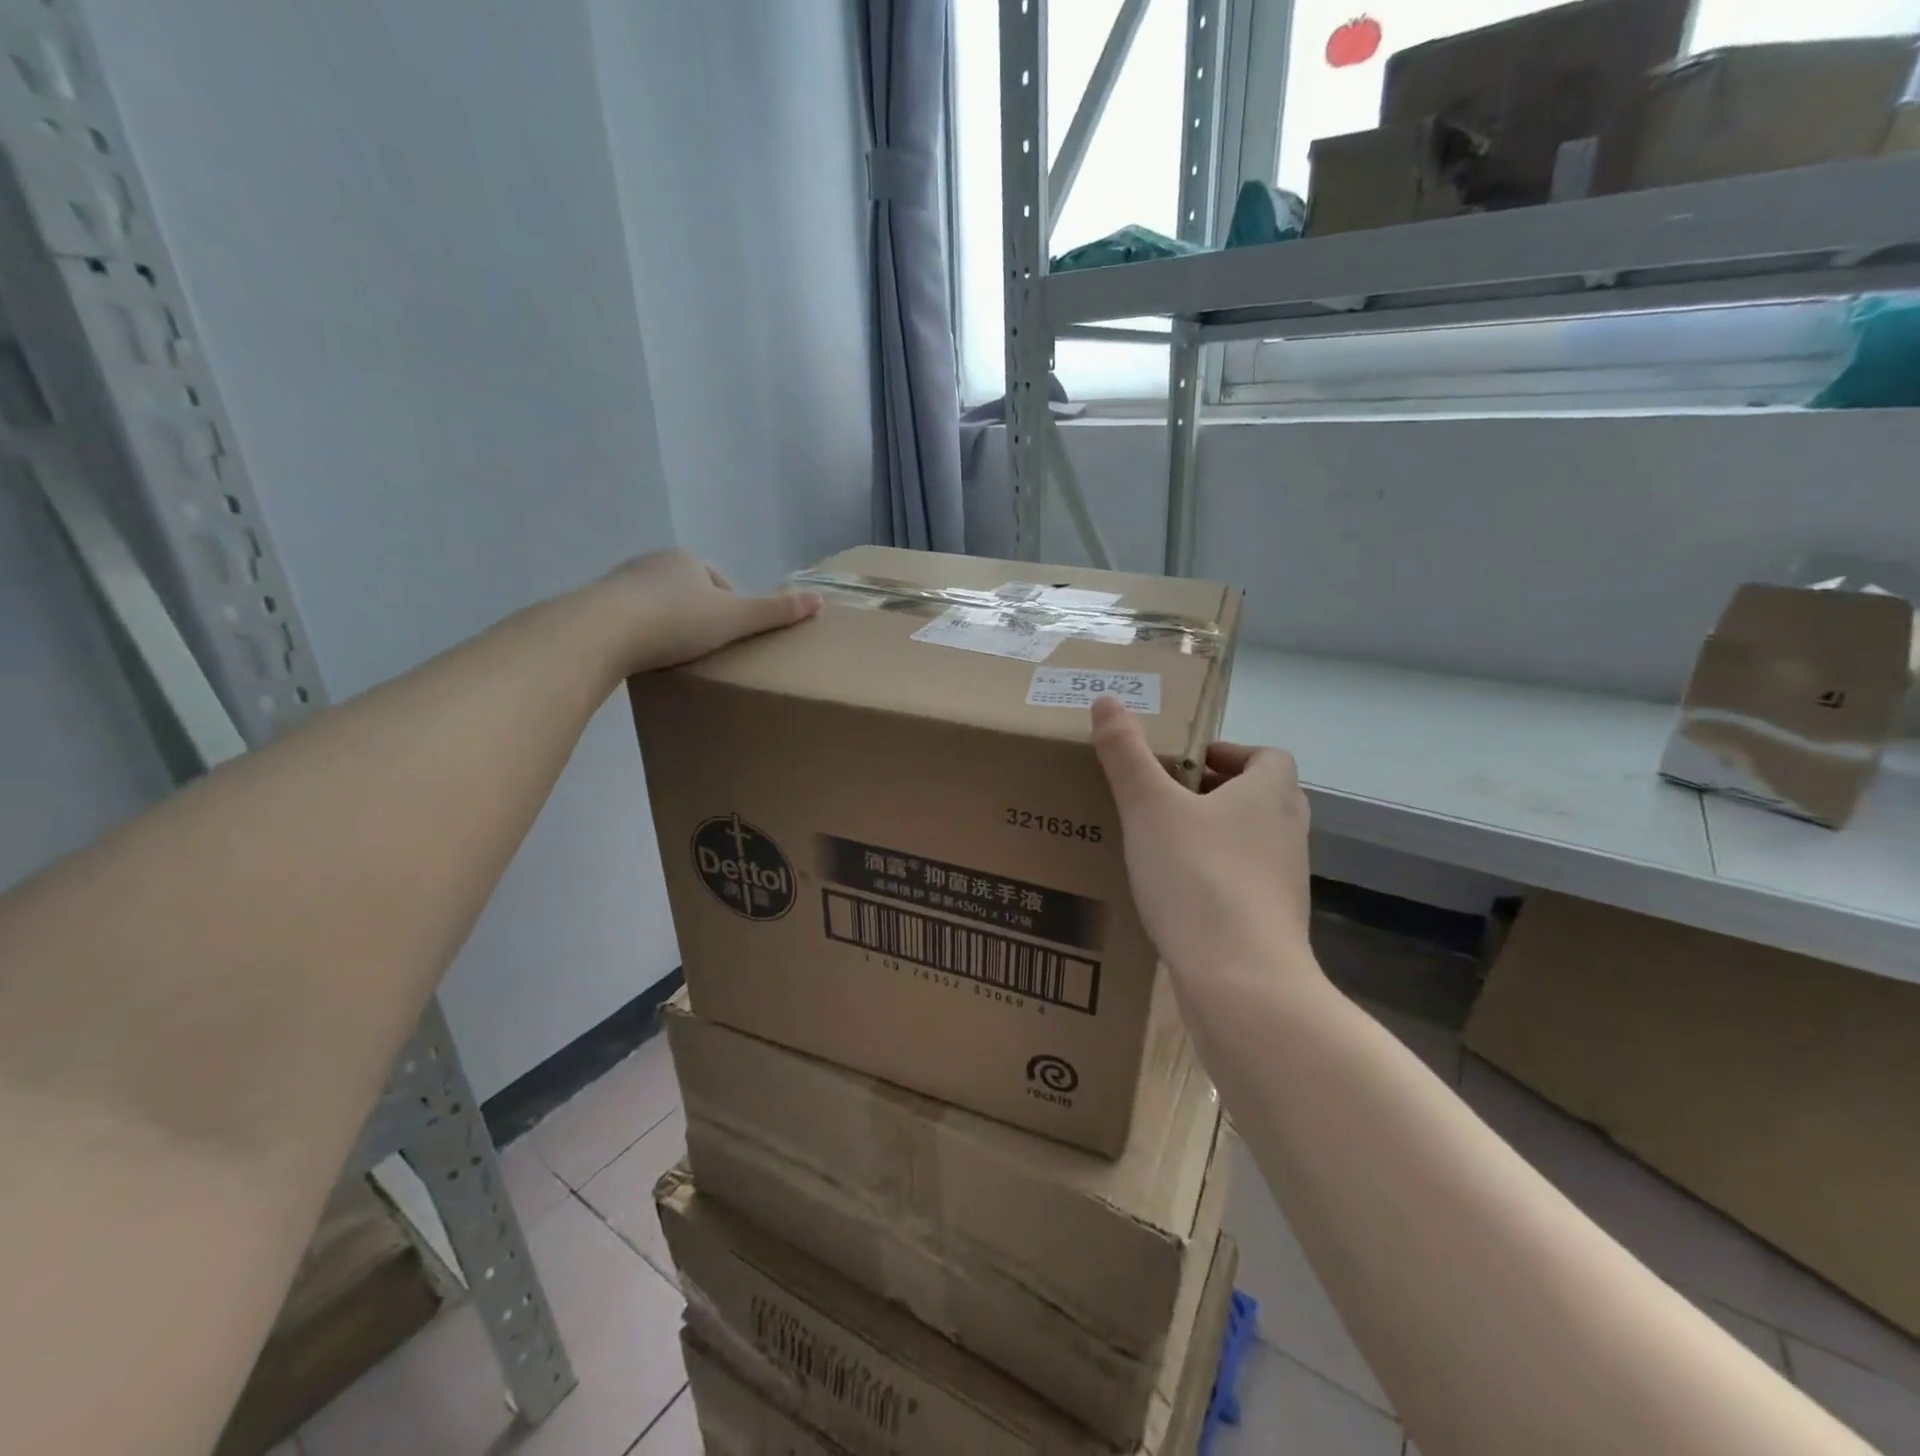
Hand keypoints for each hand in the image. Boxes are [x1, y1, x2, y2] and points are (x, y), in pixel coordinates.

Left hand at [587, 549, 820, 674]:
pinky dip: (642, 637)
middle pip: (688, 593)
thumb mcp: (735, 618)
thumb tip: (819, 600)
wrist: (603, 631)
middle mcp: (652, 562)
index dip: (732, 609)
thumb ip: (776, 612)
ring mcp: (620, 584)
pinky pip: (630, 622)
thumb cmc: (677, 621)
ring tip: (678, 659)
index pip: (719, 582)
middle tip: (709, 652)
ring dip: (669, 628)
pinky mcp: (595, 607)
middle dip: (699, 618)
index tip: (733, 638)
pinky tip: (646, 660)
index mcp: (686, 559)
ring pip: (657, 606)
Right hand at [1090, 695, 1314, 983]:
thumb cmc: (1198, 878)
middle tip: (1164, 799)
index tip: (1183, 764)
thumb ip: (1126, 753)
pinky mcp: (1274, 924)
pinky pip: (1244, 885)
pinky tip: (1175, 896)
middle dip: (1214, 794)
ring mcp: (1287, 883)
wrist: (1242, 981)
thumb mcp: (1149, 807)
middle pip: (1260, 797)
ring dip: (1215, 836)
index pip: (1266, 756)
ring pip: (1252, 843)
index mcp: (1270, 794)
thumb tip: (1107, 699)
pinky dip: (1216, 879)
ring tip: (1162, 845)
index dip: (1228, 753)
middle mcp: (1288, 833)